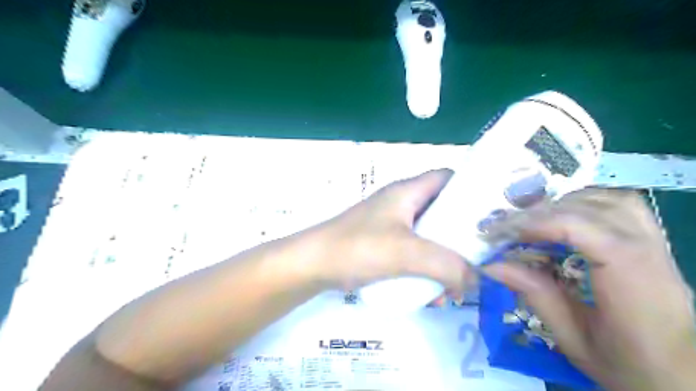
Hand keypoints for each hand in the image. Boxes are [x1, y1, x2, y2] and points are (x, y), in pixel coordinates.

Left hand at [305, 169, 473, 296]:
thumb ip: (446, 265)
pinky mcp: (385, 244)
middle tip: (480, 258)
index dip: (471, 190)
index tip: (491, 215)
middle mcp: (402, 204)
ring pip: (430, 236)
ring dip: (445, 259)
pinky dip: (427, 269)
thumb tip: (477, 279)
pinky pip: (415, 253)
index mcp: (408, 191)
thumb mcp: (406, 253)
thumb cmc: (358, 247)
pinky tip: (432, 294)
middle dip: (461, 236)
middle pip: (443, 211)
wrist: (313, 265)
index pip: (447, 178)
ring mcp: (392, 225)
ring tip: (455, 287)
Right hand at [486, 189, 695, 389]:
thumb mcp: (573, 341)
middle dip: (546, 212)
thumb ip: (536, 296)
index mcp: (635, 289)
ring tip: (537, 219)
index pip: (591, 233)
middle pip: (599, 209)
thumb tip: (491, 265)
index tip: (507, 233)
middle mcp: (652, 259)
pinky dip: (589, 202)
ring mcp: (659, 248)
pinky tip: (567, 216)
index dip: (543, 224)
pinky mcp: (655, 245)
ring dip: (568, 202)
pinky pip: (625, 205)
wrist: (684, 380)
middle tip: (512, 226)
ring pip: (614, 200)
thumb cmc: (628, 367)